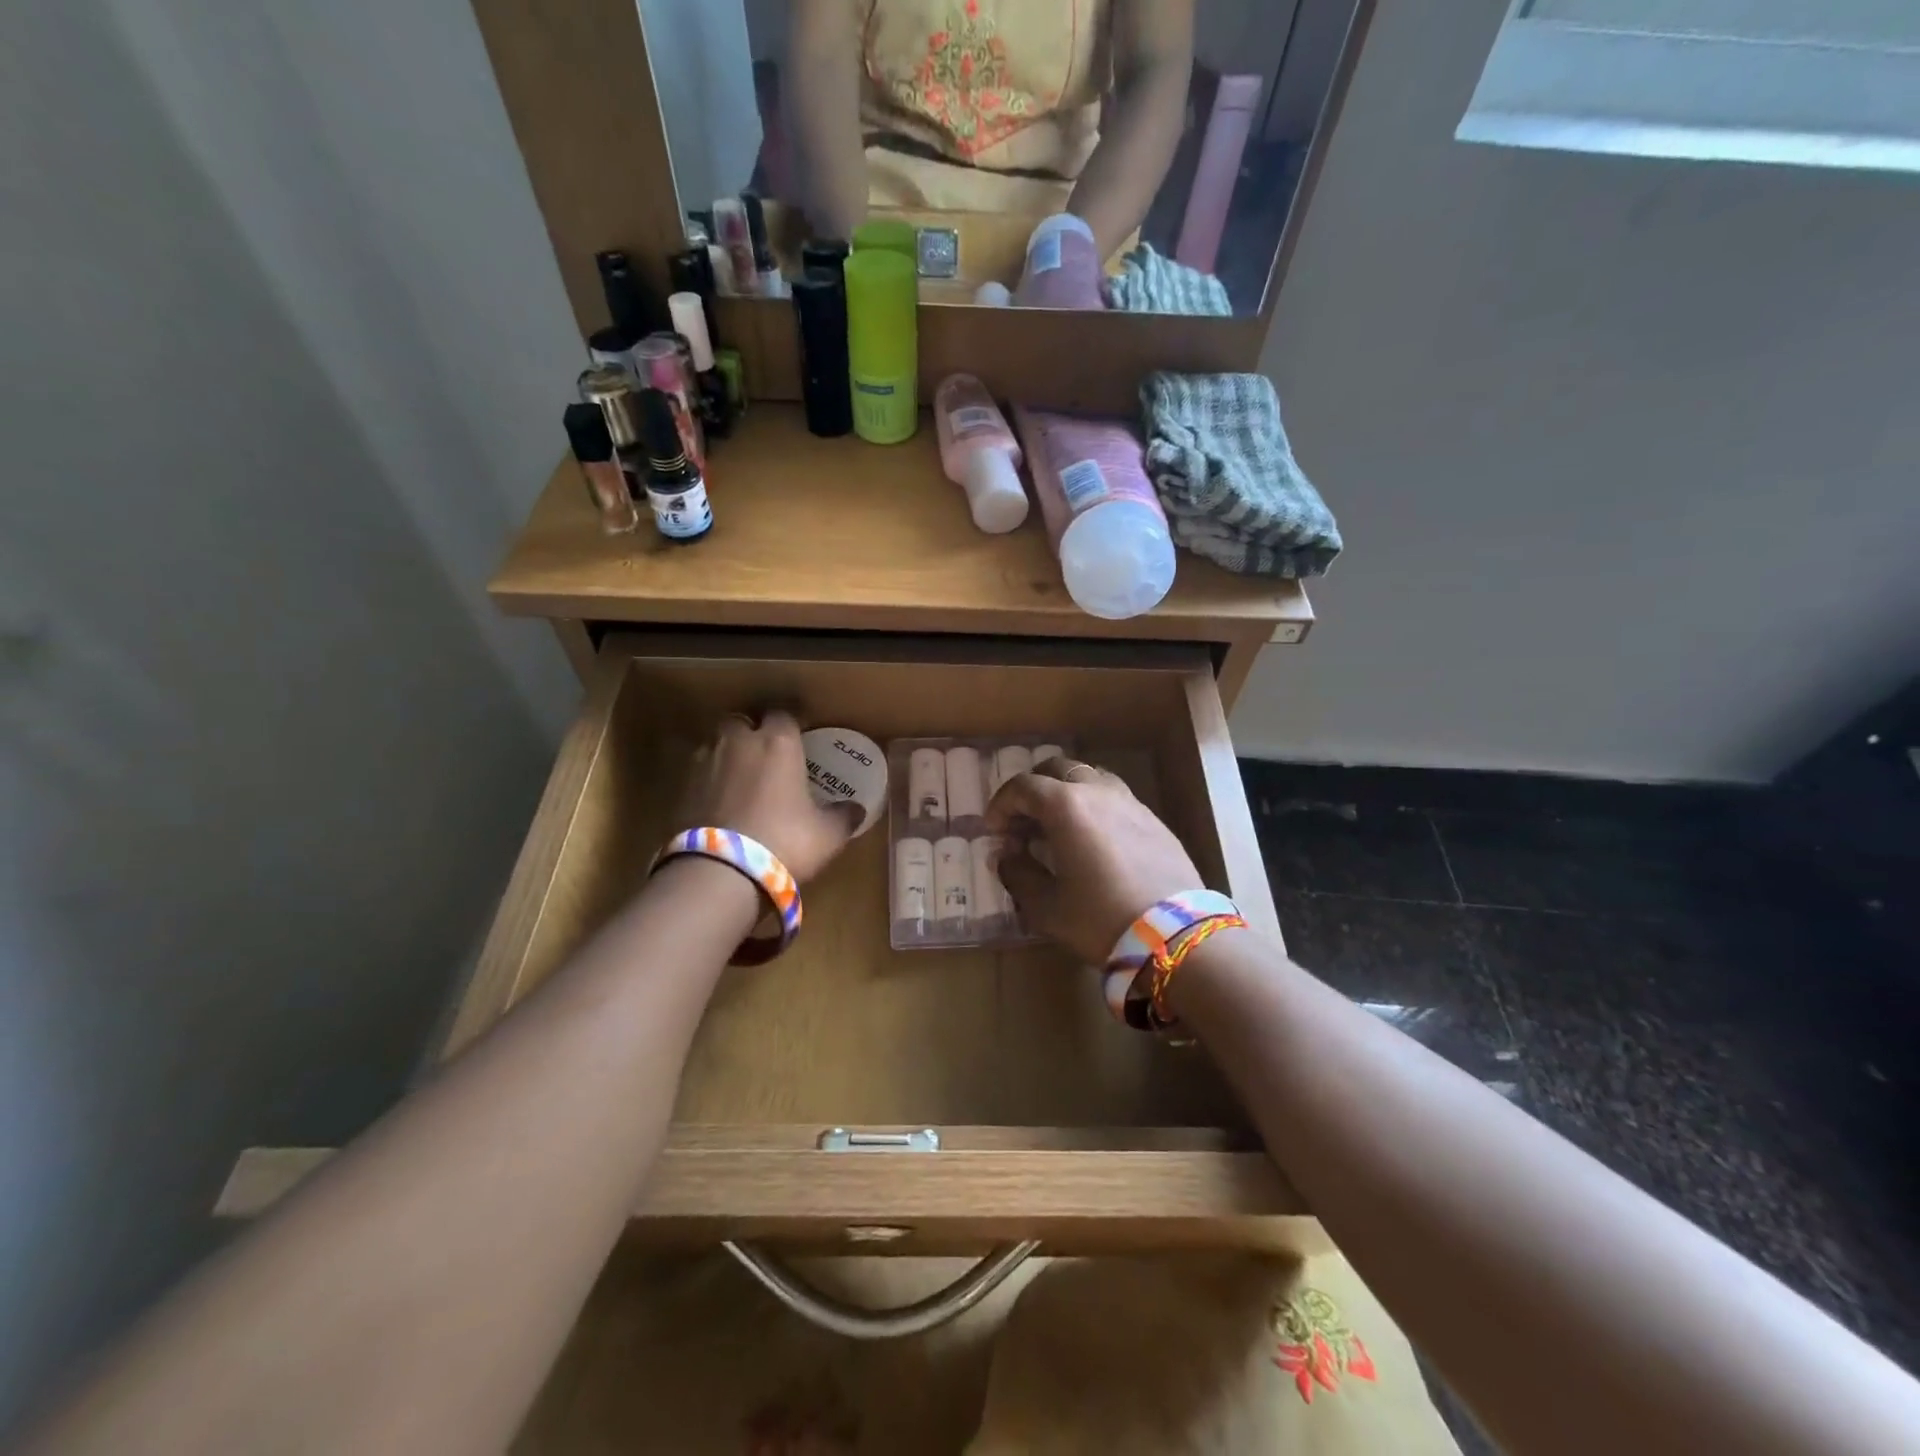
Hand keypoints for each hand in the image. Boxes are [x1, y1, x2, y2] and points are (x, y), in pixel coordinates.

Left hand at [675, 712, 857, 882]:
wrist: (719, 873)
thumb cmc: (784, 842)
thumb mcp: (827, 834)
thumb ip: (843, 816)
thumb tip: (857, 809)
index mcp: (778, 742)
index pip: (784, 713)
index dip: (791, 722)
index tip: (800, 735)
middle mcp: (739, 742)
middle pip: (741, 720)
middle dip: (751, 732)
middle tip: (765, 754)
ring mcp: (704, 762)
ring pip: (715, 744)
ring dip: (727, 755)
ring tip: (740, 779)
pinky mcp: (679, 789)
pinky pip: (698, 774)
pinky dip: (708, 782)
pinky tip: (719, 803)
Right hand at [987, 758, 1204, 964]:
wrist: (1174, 935)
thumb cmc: (1100, 918)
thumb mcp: (1045, 906)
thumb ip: (1017, 874)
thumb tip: (1006, 857)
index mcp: (1066, 805)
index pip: (1023, 786)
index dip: (1002, 805)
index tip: (994, 831)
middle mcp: (1098, 791)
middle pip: (1056, 769)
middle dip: (1033, 790)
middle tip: (1023, 823)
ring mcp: (1130, 802)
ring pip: (1089, 778)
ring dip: (1065, 794)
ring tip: (1057, 827)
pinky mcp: (1153, 820)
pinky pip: (1114, 798)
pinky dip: (1093, 807)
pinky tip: (1093, 840)